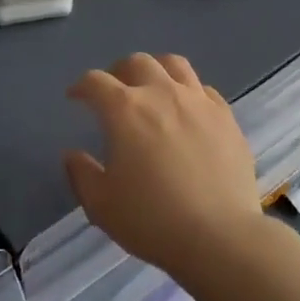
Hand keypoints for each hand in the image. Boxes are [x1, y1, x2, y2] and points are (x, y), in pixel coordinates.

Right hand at [63, 53, 265, 279]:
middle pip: (136, 62)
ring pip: (174, 64)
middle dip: (119, 72)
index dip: (81, 86)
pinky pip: (205, 90)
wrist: (221, 237)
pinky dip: (190, 92)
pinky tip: (188, 111)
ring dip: (157, 70)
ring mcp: (198, 102)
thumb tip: (73, 154)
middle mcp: (161, 93)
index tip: (75, 98)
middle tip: (114, 91)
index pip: (95, 82)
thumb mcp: (101, 205)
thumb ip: (81, 174)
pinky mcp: (226, 117)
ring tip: (153, 88)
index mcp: (125, 110)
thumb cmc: (152, 220)